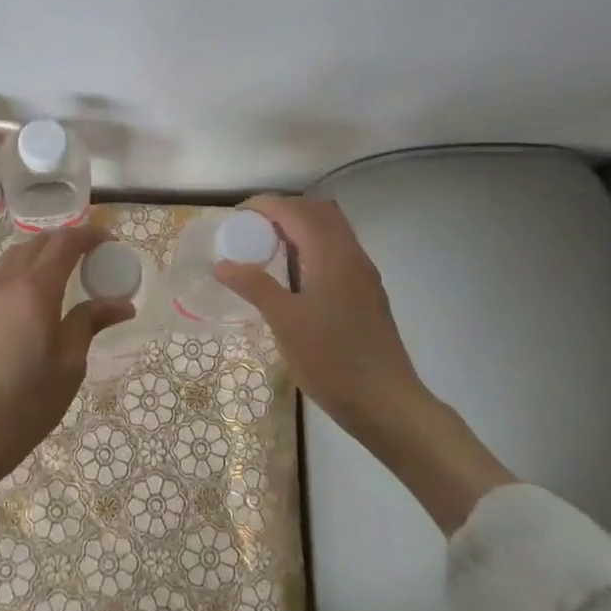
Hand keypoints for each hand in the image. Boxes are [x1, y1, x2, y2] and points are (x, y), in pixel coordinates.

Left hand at [0, 226, 131, 493]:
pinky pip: (3, 275)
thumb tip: (121, 304)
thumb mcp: (69, 364)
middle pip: (37, 243)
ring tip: (65, 269)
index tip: (111, 242)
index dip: (89, 236)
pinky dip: (25, 268)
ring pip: (15, 255)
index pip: (64, 244)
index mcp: (36, 290)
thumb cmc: (27, 403)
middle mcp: (8, 283)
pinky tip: (37, 294)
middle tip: (92, 255)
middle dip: (66, 239)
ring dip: (42, 251)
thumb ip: (90, 323)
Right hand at [215, 194, 514, 530]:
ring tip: (268, 251)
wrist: (387, 403)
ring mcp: (364, 274)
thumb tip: (223, 264)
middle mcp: (352, 255)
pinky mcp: (368, 293)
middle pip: (318, 211)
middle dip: (283, 212)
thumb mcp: (285, 323)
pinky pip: (338, 252)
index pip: (295, 211)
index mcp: (331, 255)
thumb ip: (255, 287)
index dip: (264, 206)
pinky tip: (295, 278)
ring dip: (300, 229)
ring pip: (332, 231)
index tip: (235, 218)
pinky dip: (313, 248)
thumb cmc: (332, 360)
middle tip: (252, 231)